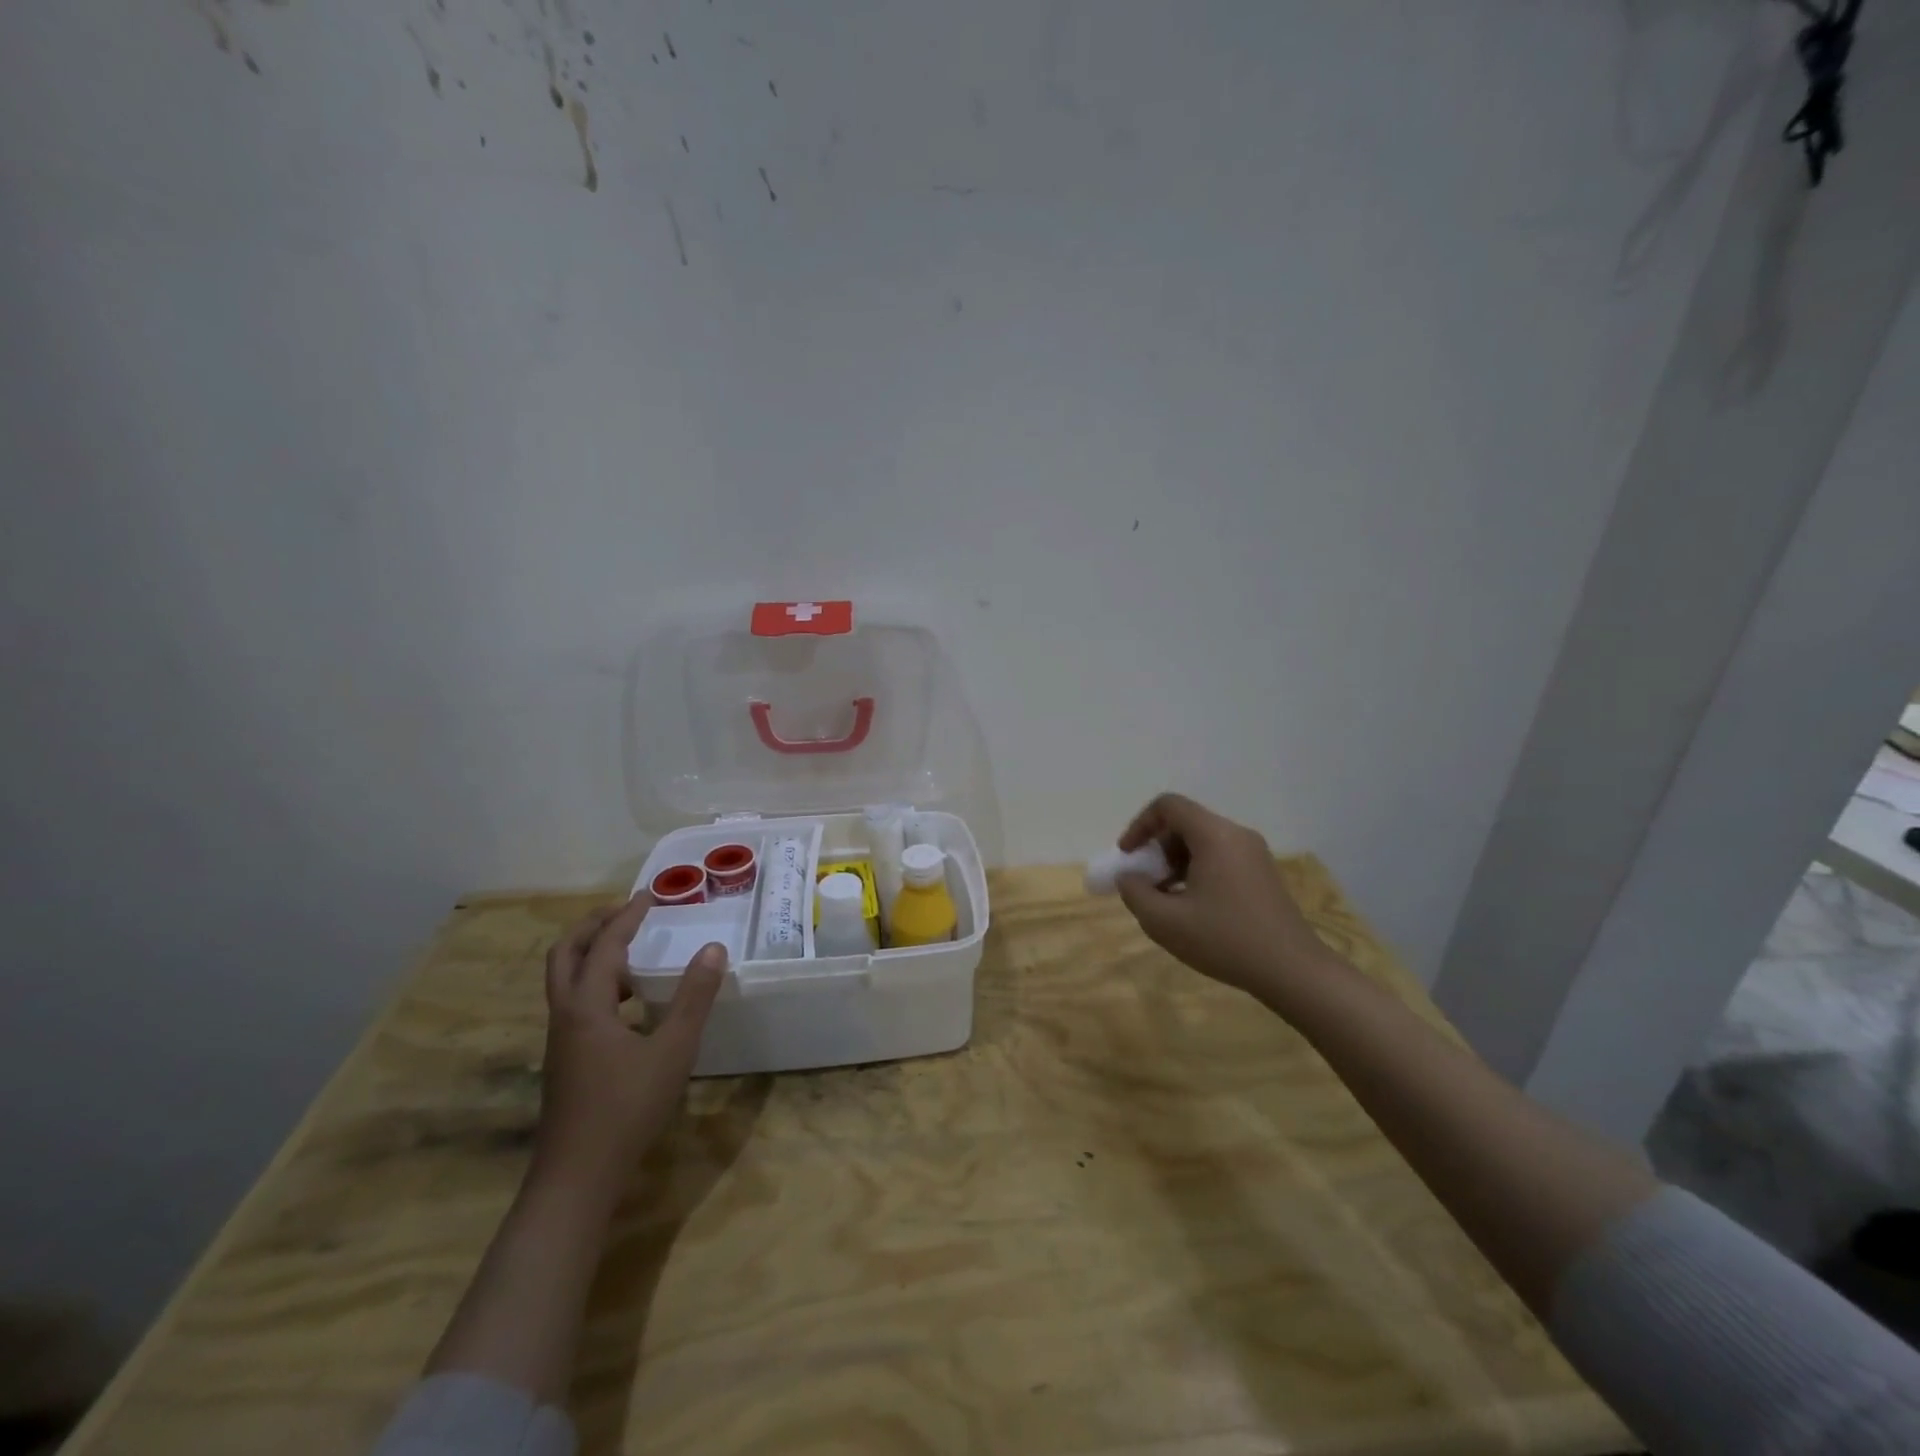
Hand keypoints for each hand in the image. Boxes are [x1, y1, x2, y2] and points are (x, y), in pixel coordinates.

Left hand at [529, 893, 726, 1204]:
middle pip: (564, 955)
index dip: (626, 917)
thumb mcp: (672, 1050)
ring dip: (592, 955)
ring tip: (632, 951)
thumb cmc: (626, 1108)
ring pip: (565, 981)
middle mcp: (565, 1016)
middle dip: (593, 926)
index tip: (649, 896)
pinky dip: (598, 986)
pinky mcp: (565, 1061)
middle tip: (626, 912)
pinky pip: (575, 1005)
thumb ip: (694, 998)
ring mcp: (560, 1041)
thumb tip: (713, 949)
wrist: (576, 1178)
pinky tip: (630, 1005)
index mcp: (586, 1006)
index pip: (603, 945)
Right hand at [1114, 793, 1337, 1001]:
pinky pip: (1221, 857)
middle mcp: (1237, 835)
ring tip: (1166, 898)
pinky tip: (1193, 907)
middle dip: (1157, 847)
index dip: (1140, 825)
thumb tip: (1129, 877)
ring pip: (1203, 841)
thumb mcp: (1165, 922)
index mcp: (1214, 835)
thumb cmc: (1225, 940)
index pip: (1169, 805)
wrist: (1293, 971)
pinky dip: (1197, 870)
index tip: (1128, 856)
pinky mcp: (1263, 873)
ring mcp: (1255, 854)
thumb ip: (1135, 893)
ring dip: (1176, 861)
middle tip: (1146, 881)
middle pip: (1186, 822)